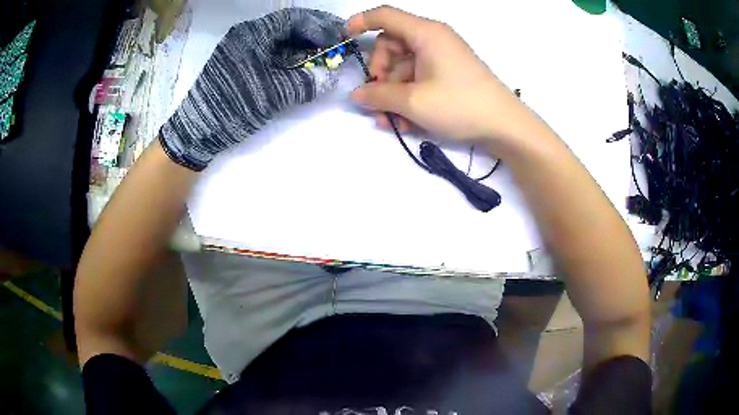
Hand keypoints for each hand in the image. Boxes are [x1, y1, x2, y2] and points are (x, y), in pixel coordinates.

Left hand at [160, 8, 343, 170]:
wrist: (196, 131)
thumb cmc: (233, 107)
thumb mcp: (273, 95)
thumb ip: (306, 83)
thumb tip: (332, 77)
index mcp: (253, 34)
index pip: (294, 19)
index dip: (320, 26)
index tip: (339, 38)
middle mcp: (246, 35)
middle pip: (287, 27)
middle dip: (313, 35)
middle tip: (335, 46)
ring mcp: (240, 49)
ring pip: (278, 39)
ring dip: (302, 46)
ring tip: (322, 57)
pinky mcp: (238, 63)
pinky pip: (269, 52)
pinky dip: (288, 57)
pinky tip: (300, 67)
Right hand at [347, 6, 539, 145]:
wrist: (505, 126)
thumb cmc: (460, 105)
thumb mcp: (413, 102)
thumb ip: (379, 95)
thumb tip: (357, 94)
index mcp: (425, 34)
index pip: (385, 16)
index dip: (361, 22)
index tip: (344, 37)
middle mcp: (432, 40)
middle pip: (391, 45)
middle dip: (380, 72)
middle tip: (379, 98)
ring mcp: (441, 58)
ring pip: (403, 67)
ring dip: (392, 93)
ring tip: (391, 122)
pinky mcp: (448, 75)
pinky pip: (418, 79)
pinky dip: (408, 97)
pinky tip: (404, 122)